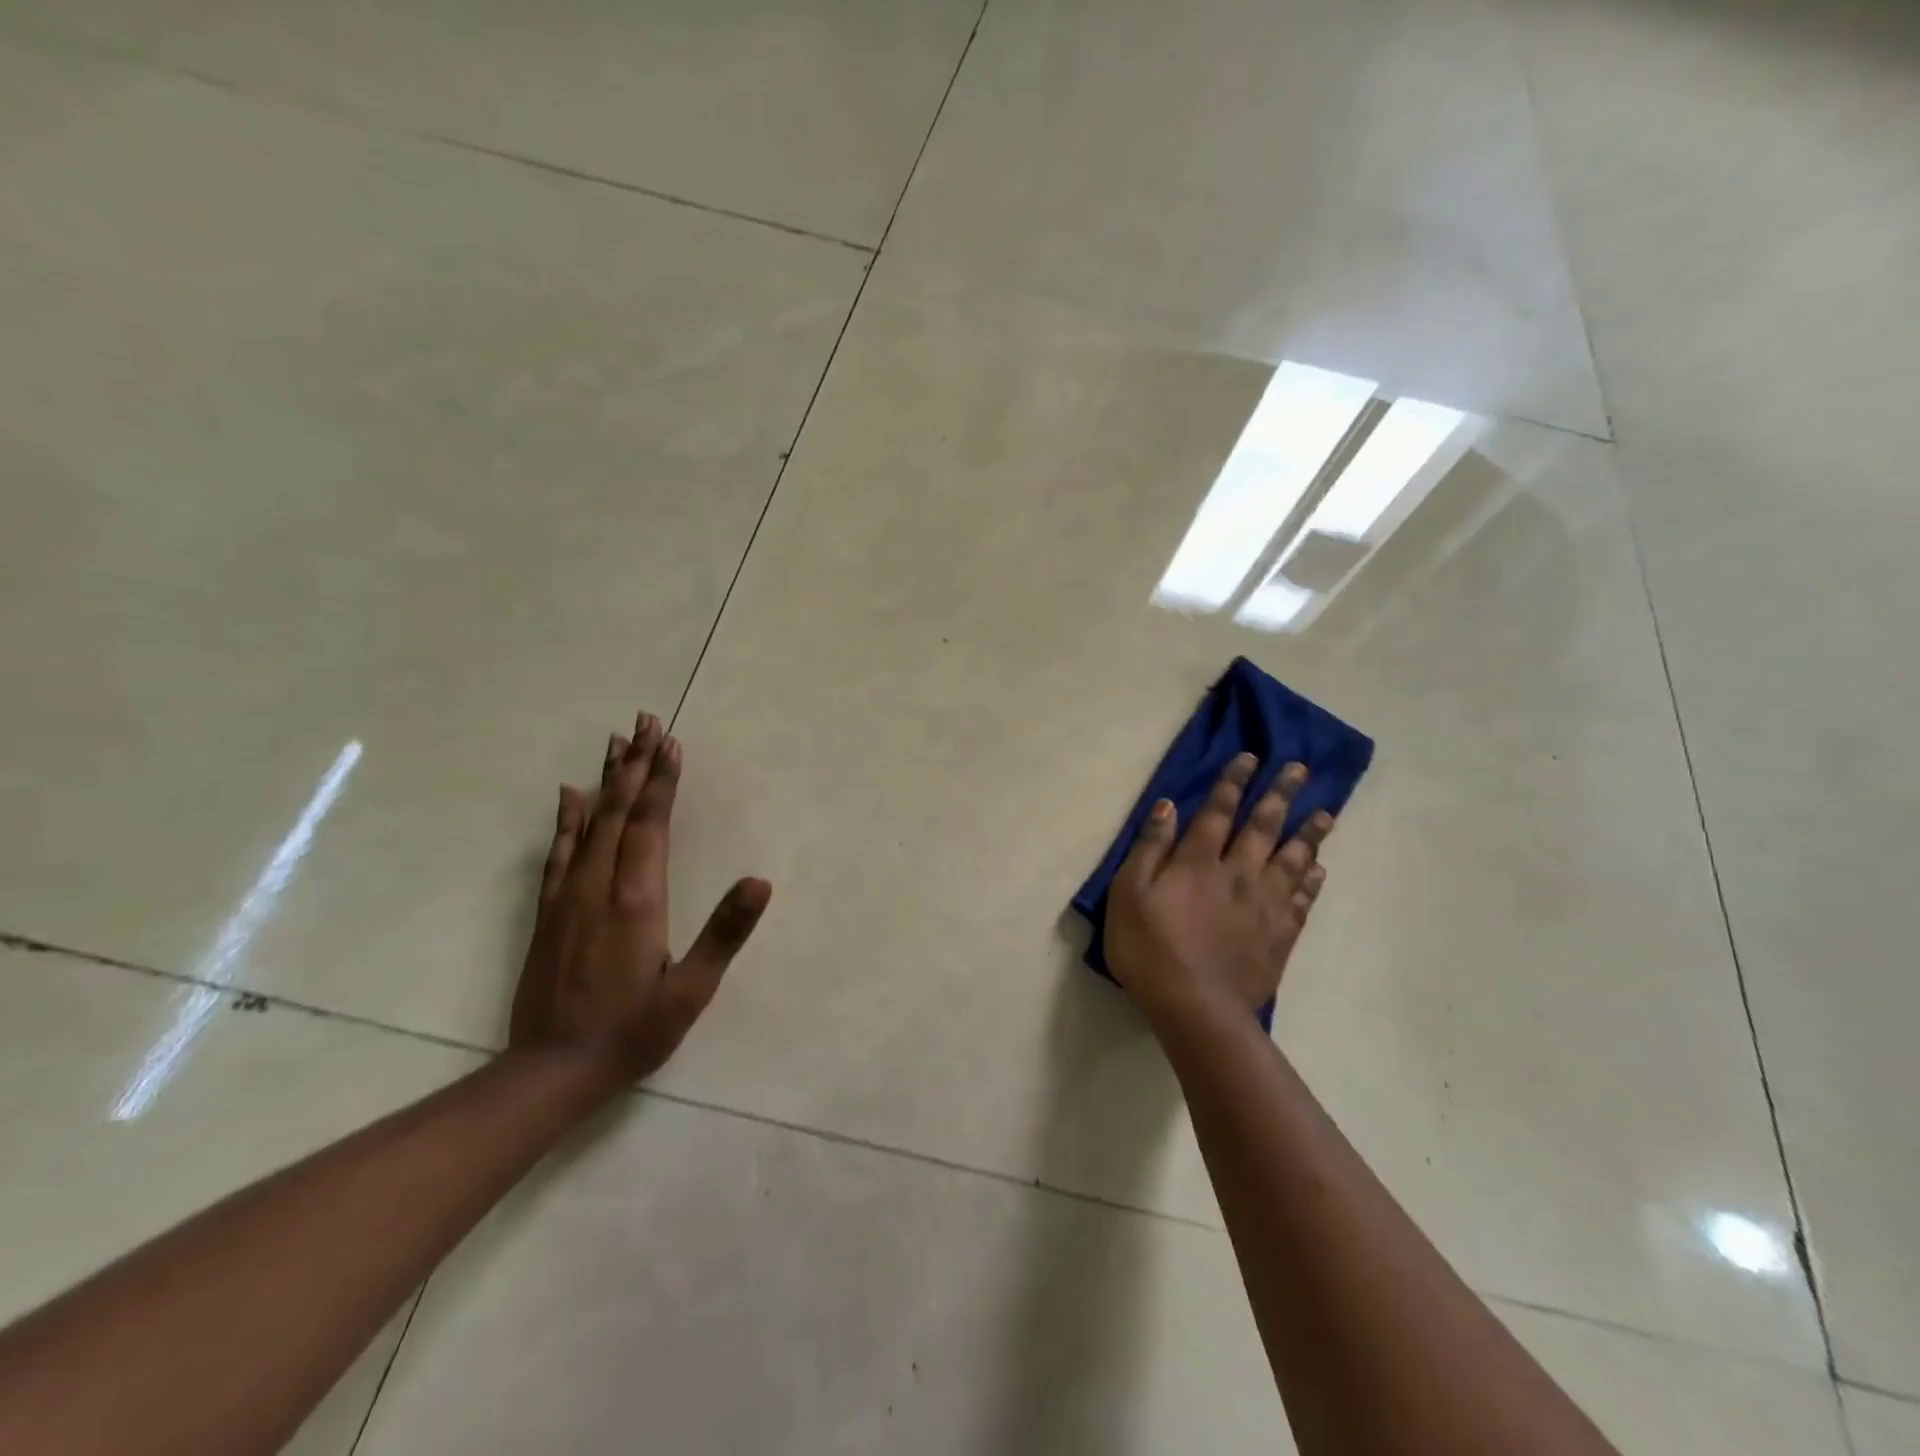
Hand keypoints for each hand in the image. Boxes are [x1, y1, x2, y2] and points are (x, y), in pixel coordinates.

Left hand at [510, 711, 770, 1085]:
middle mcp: (599, 886)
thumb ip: (724, 933)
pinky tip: (570, 795)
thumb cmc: (632, 1031)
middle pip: (619, 811)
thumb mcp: (690, 991)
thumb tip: (761, 882)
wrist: (550, 1072)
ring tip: (616, 742)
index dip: (662, 781)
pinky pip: (558, 853)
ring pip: (589, 823)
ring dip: (606, 780)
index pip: (651, 824)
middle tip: (646, 721)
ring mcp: (568, 897)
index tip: (671, 741)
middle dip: (637, 764)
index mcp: (637, 899)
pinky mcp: (549, 912)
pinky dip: (567, 819)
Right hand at [1104, 753, 1332, 1026]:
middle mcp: (1238, 873)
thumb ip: (1149, 848)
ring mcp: (1264, 905)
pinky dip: (1312, 881)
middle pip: (1264, 827)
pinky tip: (1319, 869)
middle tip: (1300, 769)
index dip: (1233, 783)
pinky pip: (1302, 900)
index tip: (1250, 758)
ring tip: (1326, 813)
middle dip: (1280, 794)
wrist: (1196, 1008)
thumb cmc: (1150, 949)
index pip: (1218, 812)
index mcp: (1198, 862)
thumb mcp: (1129, 894)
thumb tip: (1168, 806)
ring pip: (1293, 860)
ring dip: (1309, 834)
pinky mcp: (1280, 936)